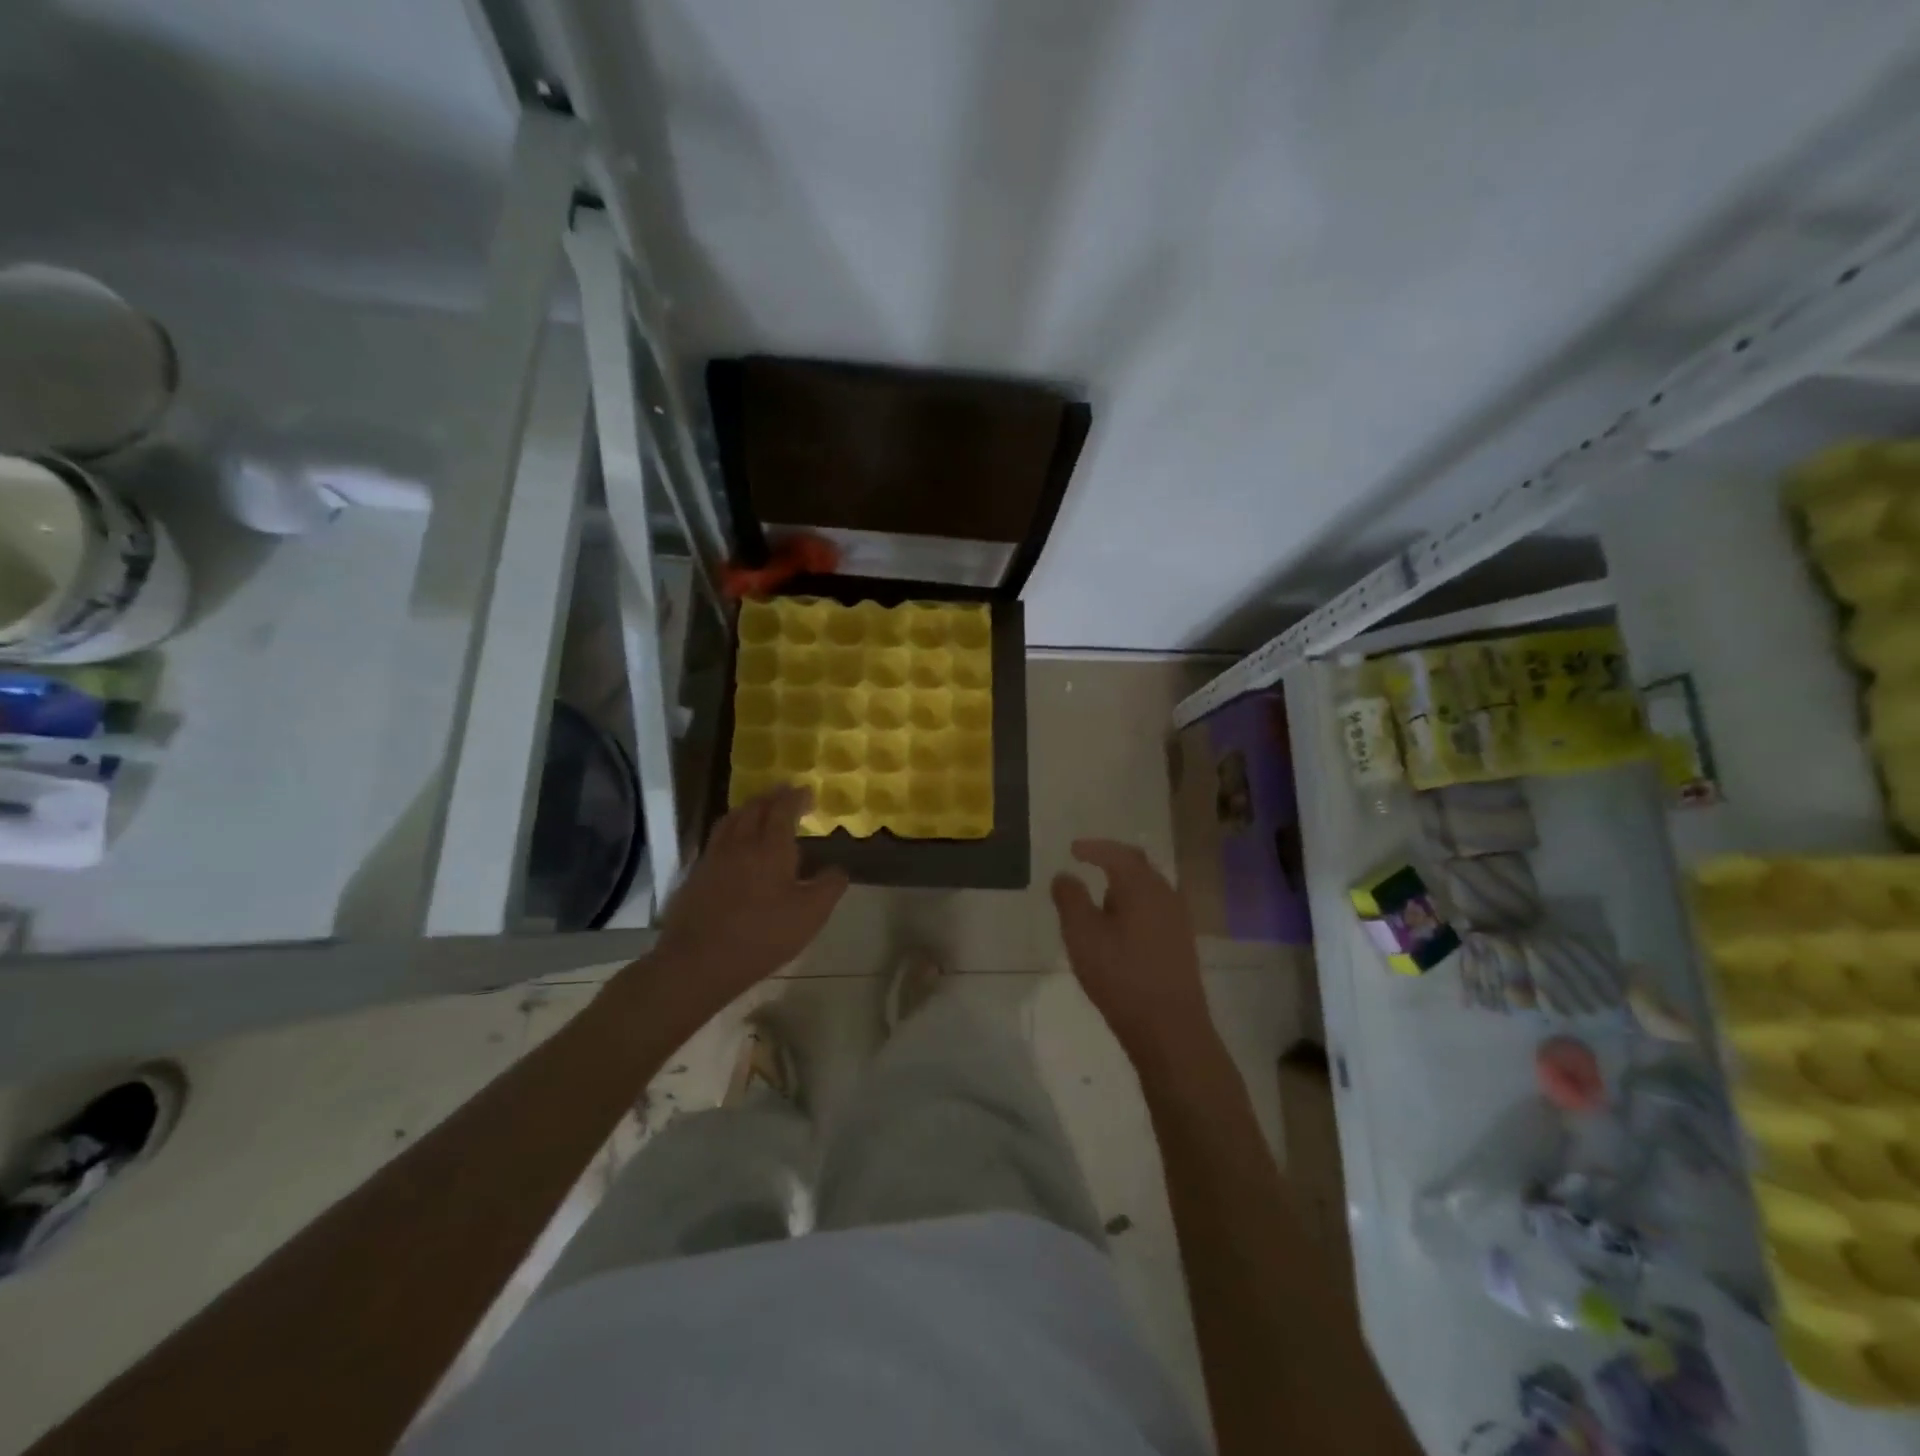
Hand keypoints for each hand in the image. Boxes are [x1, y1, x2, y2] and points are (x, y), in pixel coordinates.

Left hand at [655, 786, 847, 1000]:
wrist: (699, 960)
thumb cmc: (762, 935)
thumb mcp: (810, 915)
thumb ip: (829, 886)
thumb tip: (838, 868)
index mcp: (771, 847)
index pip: (783, 810)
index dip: (796, 797)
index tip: (807, 791)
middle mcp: (741, 843)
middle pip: (755, 808)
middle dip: (772, 797)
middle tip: (785, 793)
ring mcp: (714, 857)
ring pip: (731, 820)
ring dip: (749, 808)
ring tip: (759, 809)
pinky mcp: (697, 875)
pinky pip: (717, 839)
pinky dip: (731, 829)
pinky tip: (734, 843)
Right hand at [1052, 840, 1212, 1059]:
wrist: (1169, 1028)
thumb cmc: (1121, 975)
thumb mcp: (1082, 934)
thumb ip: (1070, 899)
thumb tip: (1064, 875)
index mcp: (1142, 887)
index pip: (1118, 854)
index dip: (1094, 848)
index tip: (1073, 849)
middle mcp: (1165, 895)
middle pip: (1139, 866)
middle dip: (1112, 861)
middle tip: (1089, 862)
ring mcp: (1178, 920)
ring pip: (1148, 889)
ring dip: (1124, 886)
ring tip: (1100, 898)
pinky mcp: (1181, 944)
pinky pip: (1155, 909)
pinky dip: (1134, 906)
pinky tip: (1121, 926)